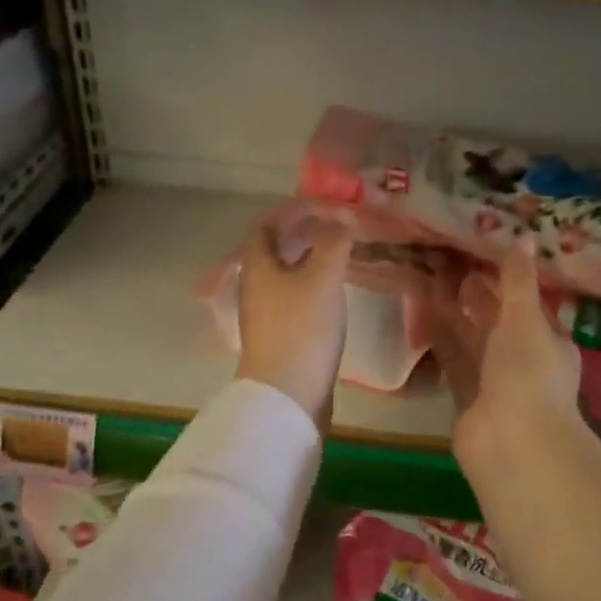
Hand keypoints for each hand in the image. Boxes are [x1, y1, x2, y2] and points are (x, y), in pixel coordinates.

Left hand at [236, 206, 354, 423]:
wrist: (287, 395)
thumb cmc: (301, 329)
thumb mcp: (323, 277)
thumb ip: (334, 241)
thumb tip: (342, 220)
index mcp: (258, 265)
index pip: (267, 224)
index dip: (293, 209)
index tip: (324, 205)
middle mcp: (257, 286)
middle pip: (276, 249)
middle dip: (305, 233)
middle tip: (338, 227)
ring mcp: (267, 314)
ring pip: (287, 274)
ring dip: (311, 259)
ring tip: (343, 255)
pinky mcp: (281, 336)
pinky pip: (297, 298)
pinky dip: (315, 285)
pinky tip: (336, 293)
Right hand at [428, 239, 581, 454]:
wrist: (511, 441)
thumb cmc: (526, 373)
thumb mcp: (525, 319)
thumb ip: (518, 279)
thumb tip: (523, 235)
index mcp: (549, 342)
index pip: (527, 305)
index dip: (507, 281)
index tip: (481, 256)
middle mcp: (523, 361)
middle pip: (497, 323)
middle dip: (478, 298)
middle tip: (450, 265)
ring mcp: (494, 382)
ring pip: (473, 341)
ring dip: (455, 317)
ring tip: (432, 284)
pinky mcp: (467, 398)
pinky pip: (454, 361)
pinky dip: (442, 341)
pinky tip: (425, 319)